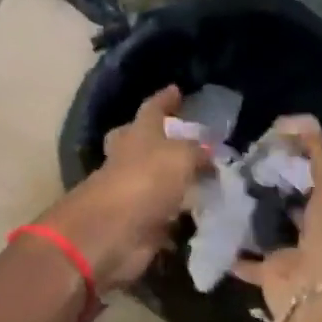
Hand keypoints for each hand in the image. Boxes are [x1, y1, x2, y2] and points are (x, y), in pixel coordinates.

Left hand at [40, 85, 206, 292]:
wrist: (112, 232)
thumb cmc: (144, 180)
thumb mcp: (181, 155)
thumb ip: (197, 151)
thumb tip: (208, 154)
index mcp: (137, 134)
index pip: (152, 109)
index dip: (164, 99)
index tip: (176, 89)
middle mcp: (131, 160)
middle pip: (142, 143)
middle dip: (159, 140)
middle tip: (184, 139)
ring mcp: (132, 193)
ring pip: (156, 181)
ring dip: (176, 182)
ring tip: (209, 180)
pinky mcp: (139, 225)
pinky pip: (165, 216)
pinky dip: (181, 218)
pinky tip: (203, 216)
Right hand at [233, 116, 321, 321]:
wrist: (320, 296)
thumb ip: (320, 151)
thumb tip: (299, 120)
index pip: (315, 173)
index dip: (296, 154)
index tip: (268, 136)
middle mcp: (314, 228)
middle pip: (290, 199)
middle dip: (269, 180)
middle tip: (239, 158)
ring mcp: (291, 252)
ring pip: (267, 226)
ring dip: (250, 211)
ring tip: (222, 185)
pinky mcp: (268, 272)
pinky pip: (245, 257)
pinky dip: (232, 247)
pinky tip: (212, 224)